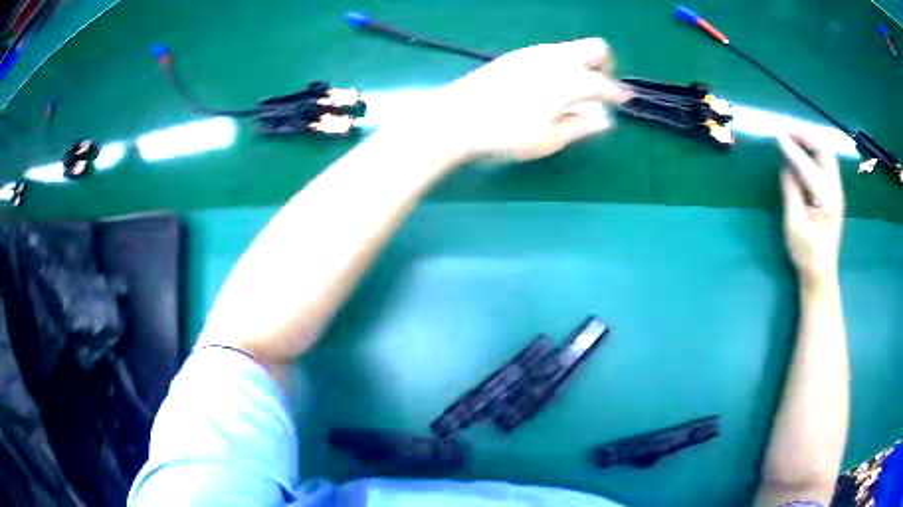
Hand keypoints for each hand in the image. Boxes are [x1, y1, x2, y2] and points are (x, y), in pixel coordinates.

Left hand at [433, 38, 629, 161]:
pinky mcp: (515, 56)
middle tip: (600, 89)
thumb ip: (581, 126)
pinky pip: (551, 52)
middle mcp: (555, 58)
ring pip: (571, 48)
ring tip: (573, 92)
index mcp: (568, 80)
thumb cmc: (504, 134)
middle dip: (606, 66)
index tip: (624, 102)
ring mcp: (533, 53)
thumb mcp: (548, 139)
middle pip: (594, 47)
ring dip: (582, 64)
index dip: (617, 94)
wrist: (455, 118)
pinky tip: (548, 86)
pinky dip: (562, 64)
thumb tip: (605, 119)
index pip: (604, 84)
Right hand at [778, 134, 844, 288]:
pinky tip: (804, 153)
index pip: (808, 167)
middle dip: (807, 137)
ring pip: (827, 156)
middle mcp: (835, 191)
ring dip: (812, 142)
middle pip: (825, 153)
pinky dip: (815, 152)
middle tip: (788, 131)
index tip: (777, 136)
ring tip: (794, 137)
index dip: (793, 150)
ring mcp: (837, 192)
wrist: (821, 274)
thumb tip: (786, 166)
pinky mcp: (834, 195)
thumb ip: (791, 191)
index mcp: (826, 201)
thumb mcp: (794, 225)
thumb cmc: (806, 254)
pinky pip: (826, 164)